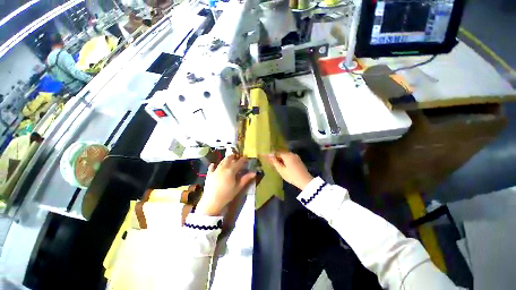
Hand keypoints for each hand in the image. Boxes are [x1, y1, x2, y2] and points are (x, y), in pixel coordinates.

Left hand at [196, 155, 255, 215]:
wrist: (212, 201)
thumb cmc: (227, 195)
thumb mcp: (238, 187)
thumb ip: (246, 179)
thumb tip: (254, 173)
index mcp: (231, 170)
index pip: (239, 162)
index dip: (243, 159)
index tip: (246, 157)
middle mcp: (223, 168)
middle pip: (229, 159)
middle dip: (233, 156)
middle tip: (237, 156)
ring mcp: (215, 170)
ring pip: (221, 162)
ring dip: (226, 159)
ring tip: (229, 159)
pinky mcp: (209, 174)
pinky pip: (211, 167)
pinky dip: (213, 165)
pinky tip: (214, 164)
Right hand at [264, 151, 313, 190]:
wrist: (305, 181)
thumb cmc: (291, 176)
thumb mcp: (281, 170)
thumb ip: (275, 162)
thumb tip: (269, 155)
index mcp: (287, 155)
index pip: (277, 152)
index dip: (272, 155)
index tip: (267, 158)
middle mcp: (291, 153)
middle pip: (282, 153)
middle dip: (276, 157)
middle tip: (271, 163)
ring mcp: (296, 156)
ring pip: (286, 155)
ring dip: (281, 159)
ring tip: (277, 165)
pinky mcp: (298, 160)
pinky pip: (289, 158)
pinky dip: (285, 160)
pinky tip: (284, 166)